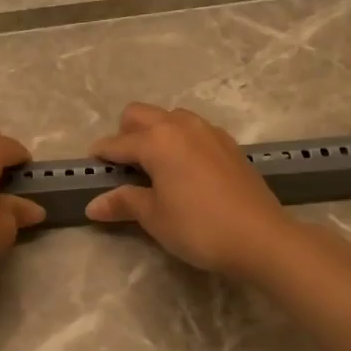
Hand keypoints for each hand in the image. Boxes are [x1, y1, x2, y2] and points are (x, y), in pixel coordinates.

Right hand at [85, 103, 299, 278]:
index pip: (117, 143)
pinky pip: (194, 130)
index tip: (90, 167)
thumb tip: (93, 205)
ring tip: (155, 167)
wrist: (260, 237)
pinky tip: (184, 170)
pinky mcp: (229, 143)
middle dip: (125, 133)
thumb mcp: (154, 217)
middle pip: (140, 114)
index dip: (101, 155)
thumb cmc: (199, 227)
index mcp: (157, 140)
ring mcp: (208, 131)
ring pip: (170, 117)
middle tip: (124, 166)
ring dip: (155, 133)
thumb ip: (124, 202)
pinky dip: (180, 140)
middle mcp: (181, 125)